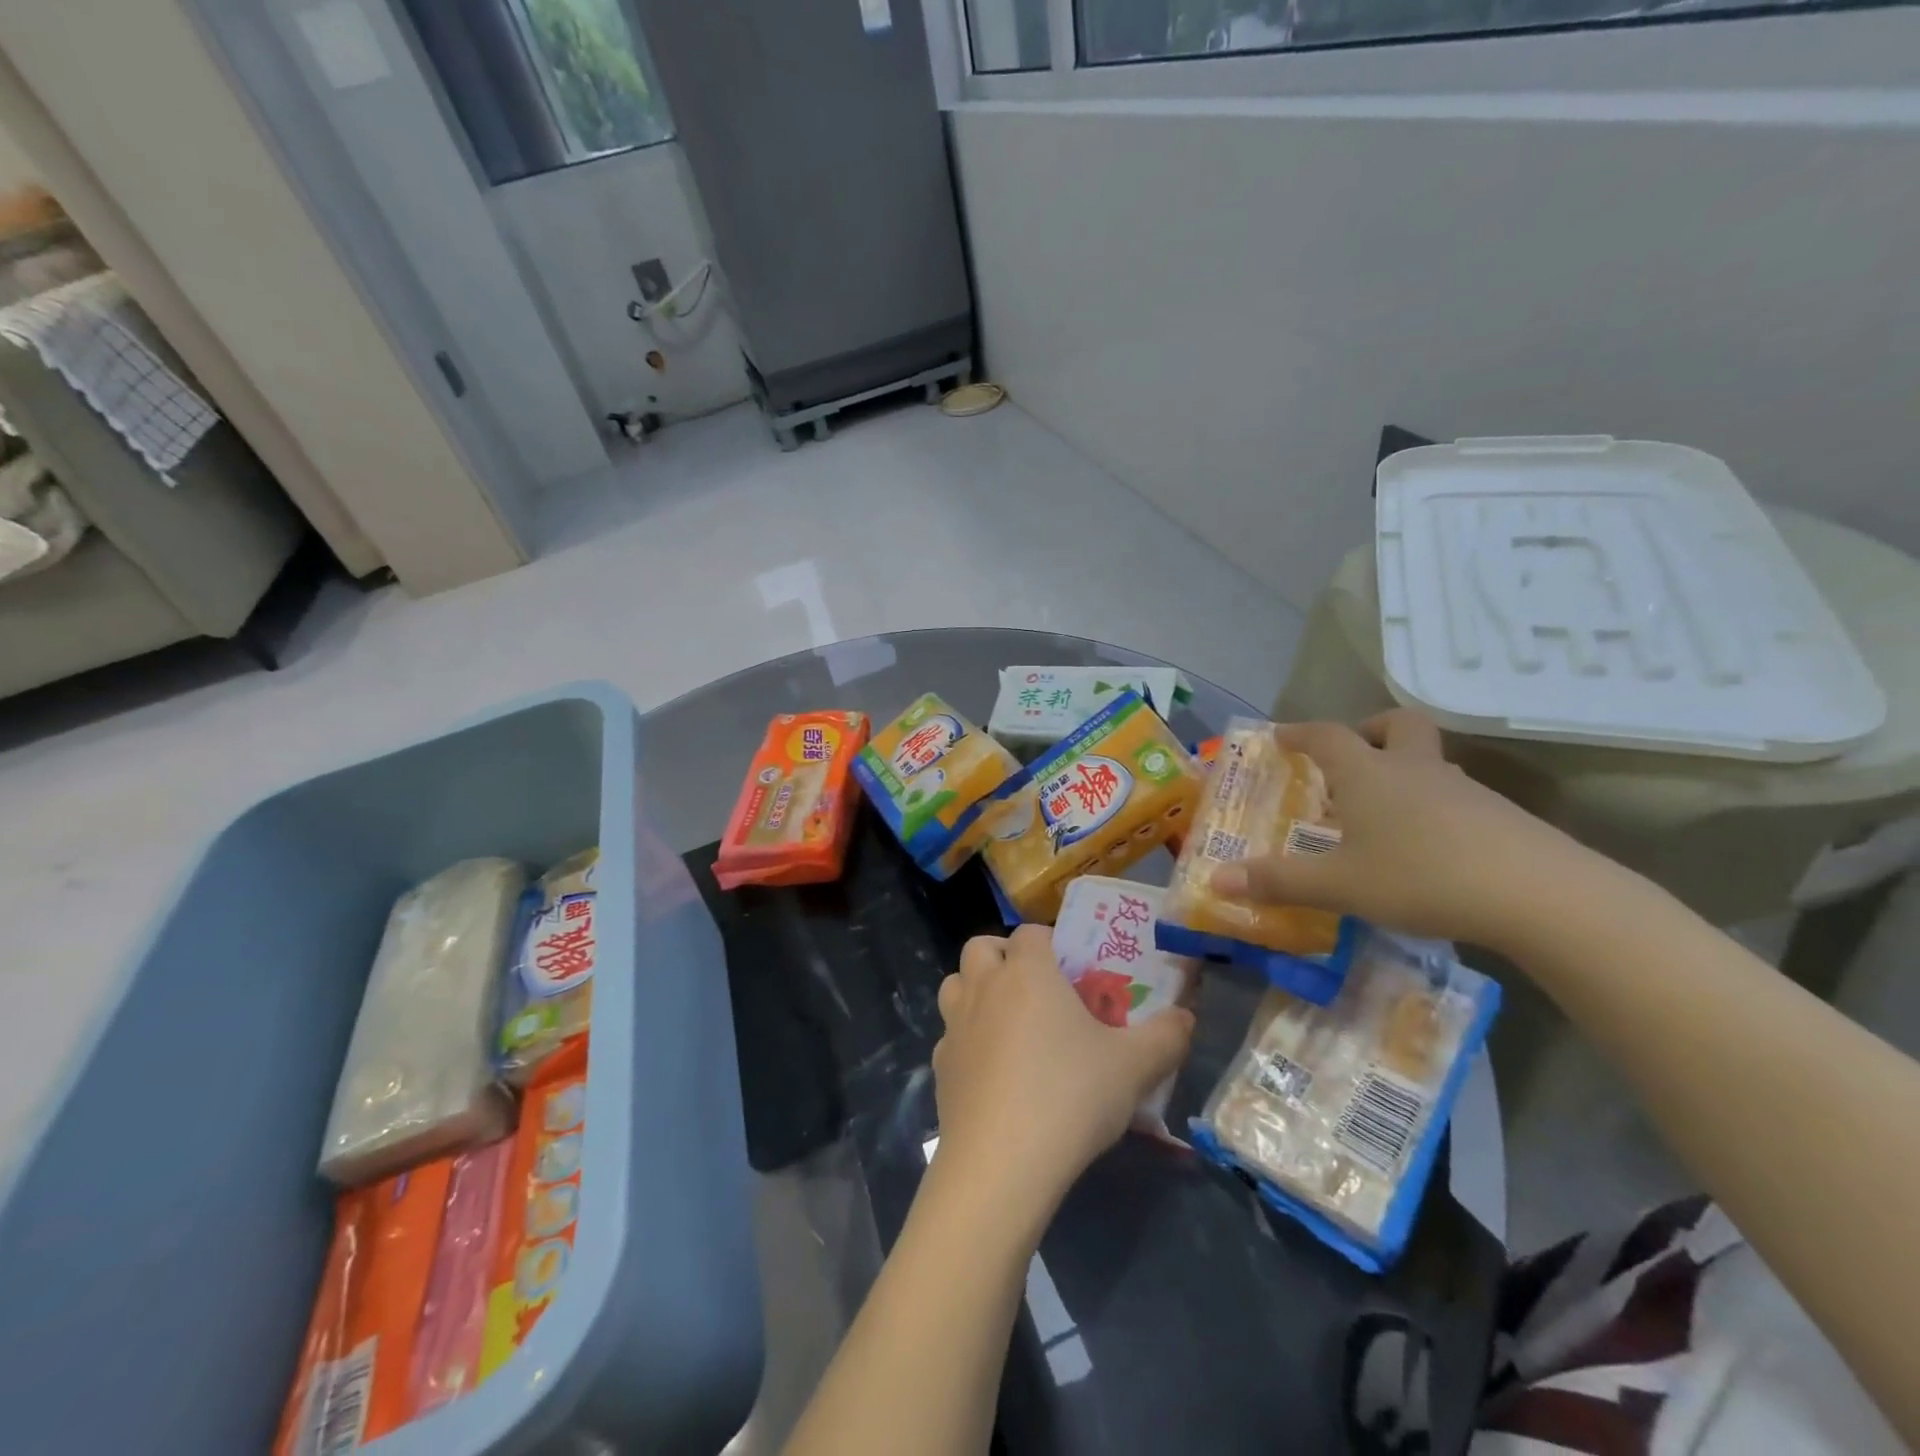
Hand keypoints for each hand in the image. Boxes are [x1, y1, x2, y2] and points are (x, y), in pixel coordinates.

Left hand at [933, 924, 1193, 1221]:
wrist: (1001, 1163)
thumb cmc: (1070, 1096)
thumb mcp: (1134, 1067)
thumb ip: (1166, 1036)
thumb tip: (1186, 1017)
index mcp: (1027, 972)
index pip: (1030, 932)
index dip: (1049, 942)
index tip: (1072, 969)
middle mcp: (984, 987)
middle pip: (981, 947)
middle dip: (1003, 956)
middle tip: (1036, 988)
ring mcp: (955, 1027)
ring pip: (955, 985)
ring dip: (976, 991)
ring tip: (1008, 1023)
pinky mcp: (940, 1067)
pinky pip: (950, 1036)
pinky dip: (967, 1040)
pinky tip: (993, 1073)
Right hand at [1211, 710, 1597, 952]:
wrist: (1539, 895)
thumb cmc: (1420, 876)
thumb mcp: (1338, 885)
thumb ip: (1277, 882)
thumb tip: (1216, 881)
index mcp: (1368, 774)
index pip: (1326, 736)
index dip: (1300, 733)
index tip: (1280, 736)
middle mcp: (1414, 769)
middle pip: (1397, 725)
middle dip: (1369, 731)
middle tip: (1351, 758)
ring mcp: (1464, 790)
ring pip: (1428, 762)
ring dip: (1402, 772)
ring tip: (1382, 814)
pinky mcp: (1500, 816)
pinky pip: (1454, 796)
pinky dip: (1432, 807)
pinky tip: (1427, 848)